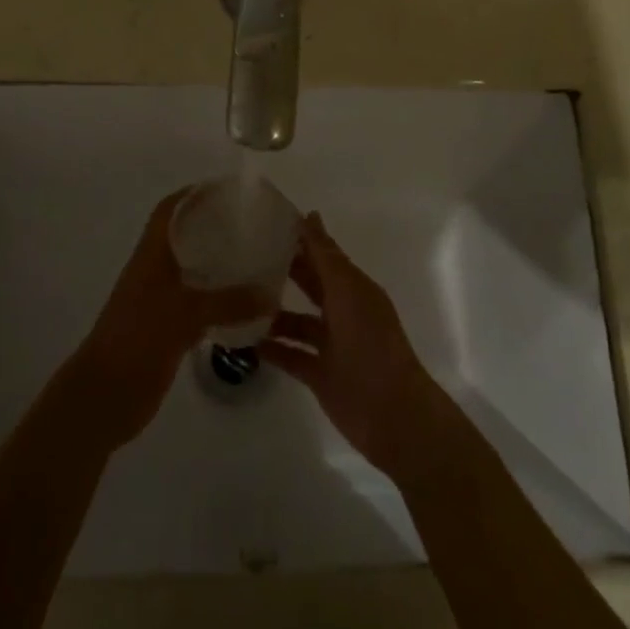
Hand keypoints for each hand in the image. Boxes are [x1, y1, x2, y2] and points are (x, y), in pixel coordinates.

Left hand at [71, 189, 272, 447]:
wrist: (105, 395)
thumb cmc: (139, 339)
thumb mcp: (186, 314)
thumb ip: (229, 302)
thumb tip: (271, 293)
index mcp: (151, 254)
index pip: (170, 210)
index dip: (193, 194)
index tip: (227, 190)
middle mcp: (155, 270)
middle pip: (184, 237)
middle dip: (213, 227)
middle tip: (252, 224)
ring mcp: (160, 300)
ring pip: (193, 271)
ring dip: (218, 264)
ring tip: (256, 258)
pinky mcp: (168, 328)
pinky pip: (198, 303)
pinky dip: (219, 300)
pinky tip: (246, 305)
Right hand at [261, 213, 451, 483]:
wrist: (392, 414)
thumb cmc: (371, 342)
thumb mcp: (347, 291)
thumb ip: (325, 256)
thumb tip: (309, 214)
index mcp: (353, 287)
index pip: (322, 254)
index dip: (300, 238)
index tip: (265, 221)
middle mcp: (342, 311)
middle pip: (309, 284)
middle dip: (282, 271)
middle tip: (243, 255)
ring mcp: (331, 345)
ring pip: (296, 322)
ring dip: (272, 313)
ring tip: (236, 299)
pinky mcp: (320, 375)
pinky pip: (291, 355)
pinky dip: (271, 348)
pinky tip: (243, 340)